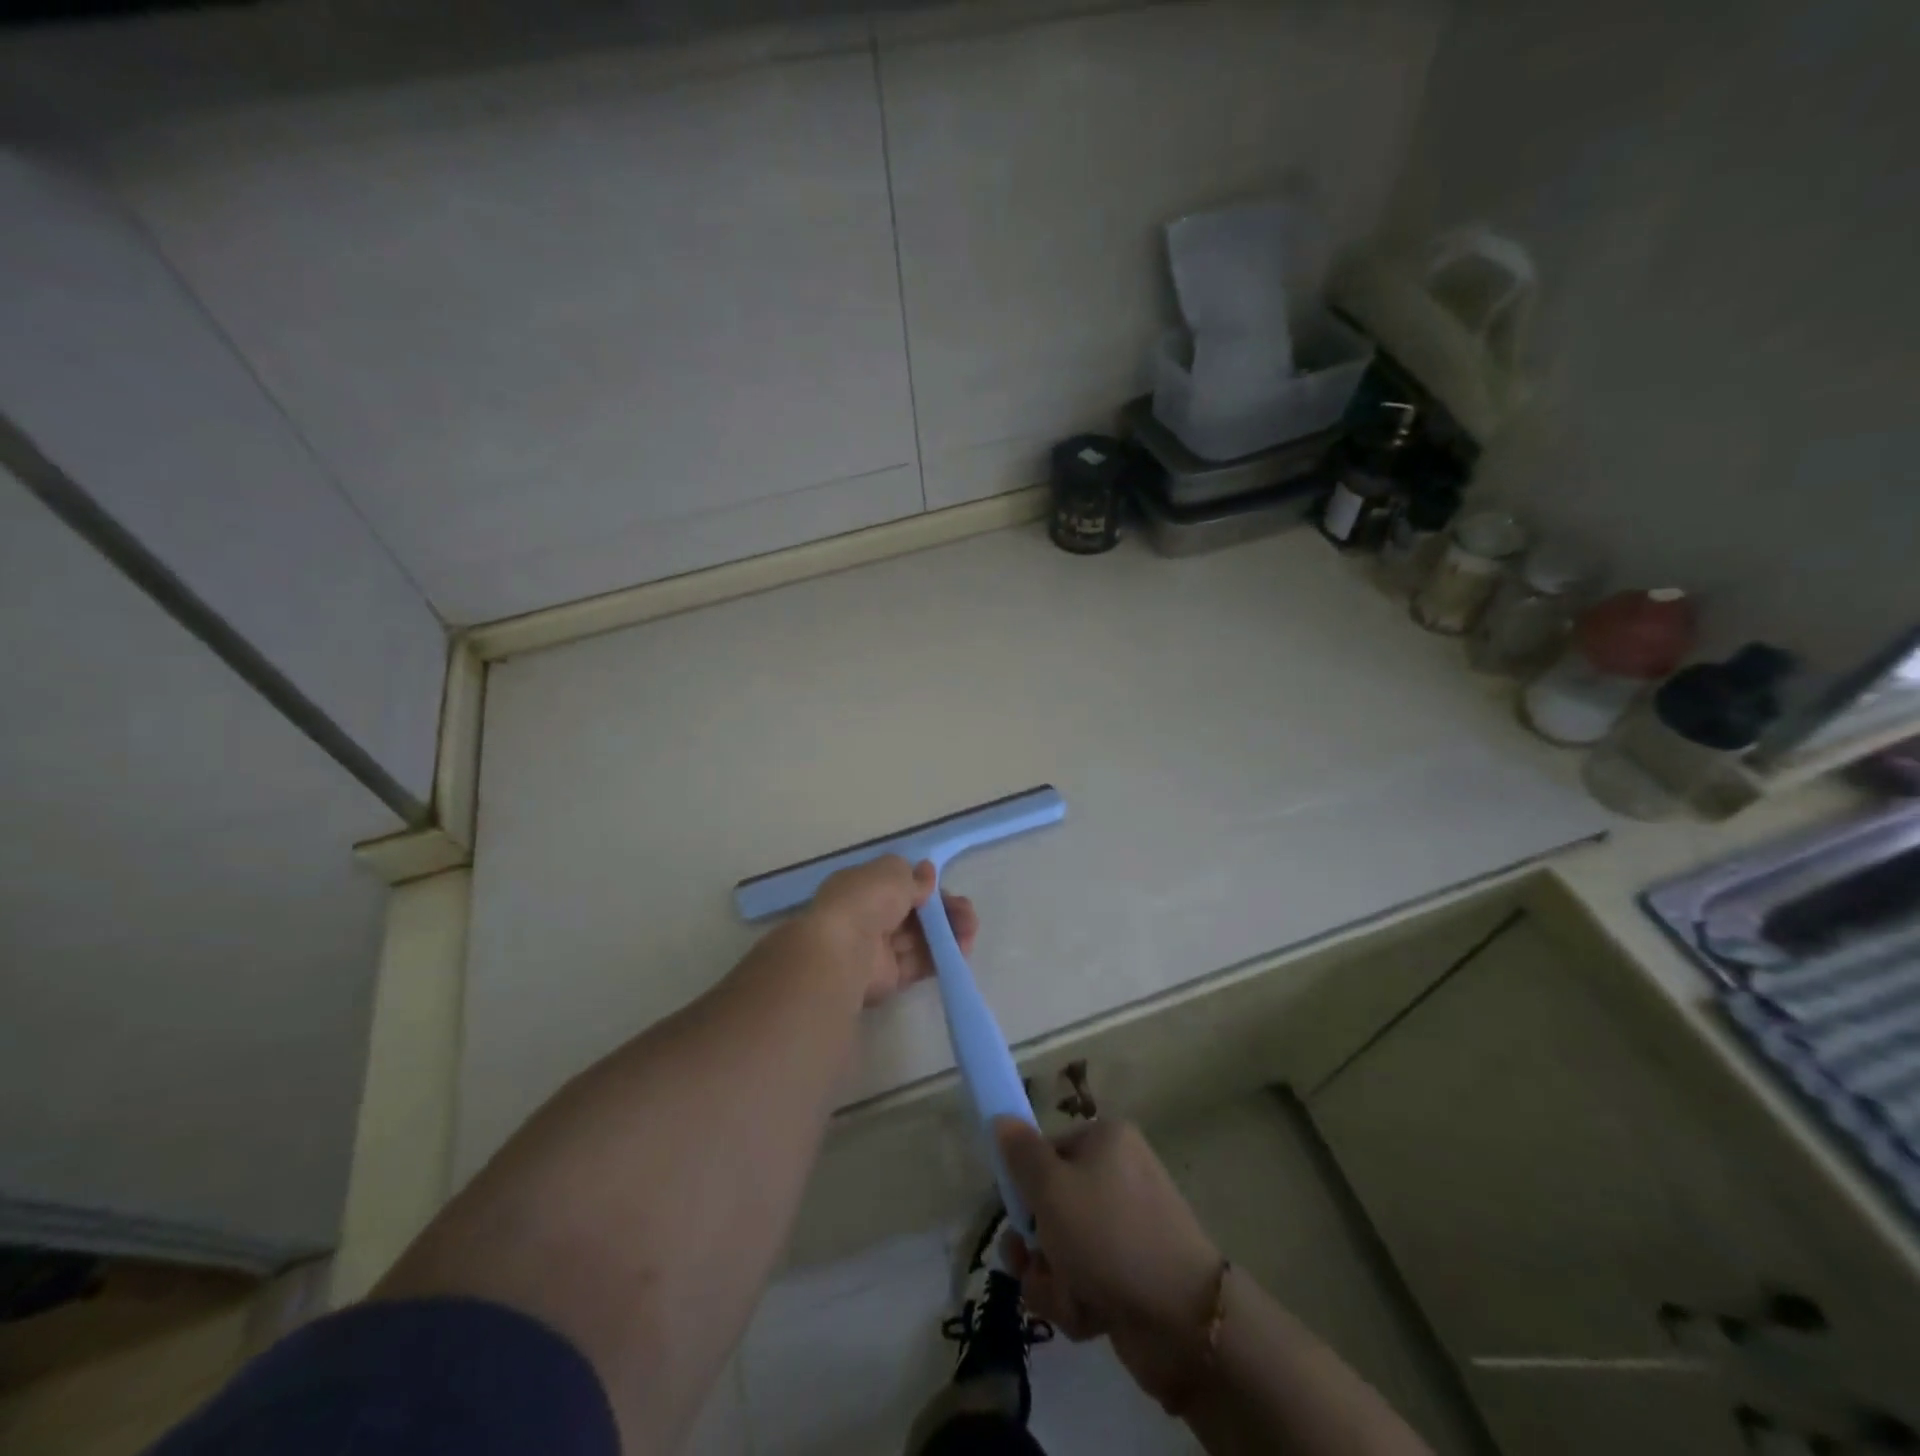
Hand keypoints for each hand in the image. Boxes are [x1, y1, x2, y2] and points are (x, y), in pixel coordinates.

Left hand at [808, 856, 976, 1006]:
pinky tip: (963, 949)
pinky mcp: (890, 976)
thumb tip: (927, 872)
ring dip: (948, 932)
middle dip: (943, 911)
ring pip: (920, 938)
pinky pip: (920, 963)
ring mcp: (879, 948)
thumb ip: (914, 876)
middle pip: (914, 913)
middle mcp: (869, 916)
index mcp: (862, 887)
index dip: (924, 885)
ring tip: (971, 930)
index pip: (899, 885)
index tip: (942, 886)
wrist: (844, 951)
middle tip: (967, 912)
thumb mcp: (892, 872)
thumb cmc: (866, 900)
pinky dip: (942, 956)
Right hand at [995, 1118, 1222, 1403]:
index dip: (1024, 1185)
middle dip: (1035, 1244)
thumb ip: (1020, 1155)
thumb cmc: (1108, 1236)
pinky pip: (1084, 1280)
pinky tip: (1089, 1316)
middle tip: (1030, 1262)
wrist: (1182, 1320)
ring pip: (1062, 1249)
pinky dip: (1077, 1300)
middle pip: (1050, 1205)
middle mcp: (1117, 1176)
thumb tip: (1001, 1118)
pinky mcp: (1131, 1273)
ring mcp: (1126, 1227)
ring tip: (1067, 1296)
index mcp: (1105, 1141)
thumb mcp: (1052, 1188)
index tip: (1016, 1214)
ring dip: (1052, 1278)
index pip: (1045, 1151)